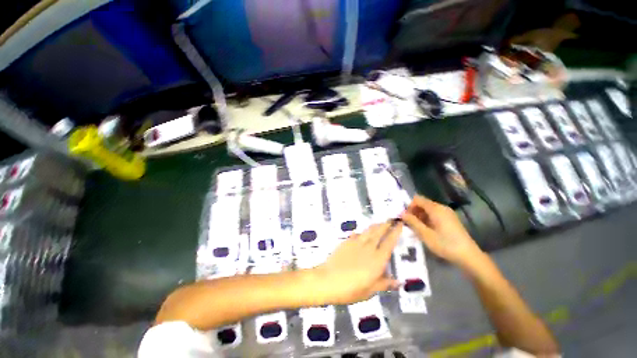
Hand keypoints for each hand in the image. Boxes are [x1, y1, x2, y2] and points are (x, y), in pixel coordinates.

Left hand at [312, 222, 401, 304]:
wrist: (328, 279)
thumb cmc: (351, 289)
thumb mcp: (370, 291)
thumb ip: (384, 284)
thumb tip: (398, 282)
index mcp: (377, 260)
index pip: (389, 242)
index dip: (395, 232)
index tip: (400, 224)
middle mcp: (368, 248)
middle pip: (379, 232)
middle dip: (386, 225)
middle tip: (391, 219)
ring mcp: (356, 243)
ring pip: (368, 231)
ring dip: (375, 226)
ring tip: (380, 223)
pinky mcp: (346, 242)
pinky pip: (357, 234)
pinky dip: (362, 232)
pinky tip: (361, 232)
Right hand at [400, 196, 482, 267]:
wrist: (469, 256)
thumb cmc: (445, 244)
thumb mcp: (425, 235)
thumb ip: (412, 222)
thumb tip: (401, 213)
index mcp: (435, 209)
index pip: (417, 199)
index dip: (409, 206)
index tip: (405, 217)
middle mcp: (441, 207)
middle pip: (423, 204)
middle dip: (414, 212)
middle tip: (409, 224)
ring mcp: (447, 213)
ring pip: (428, 209)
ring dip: (420, 216)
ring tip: (416, 228)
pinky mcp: (450, 219)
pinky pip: (434, 214)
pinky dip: (427, 219)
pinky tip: (426, 230)